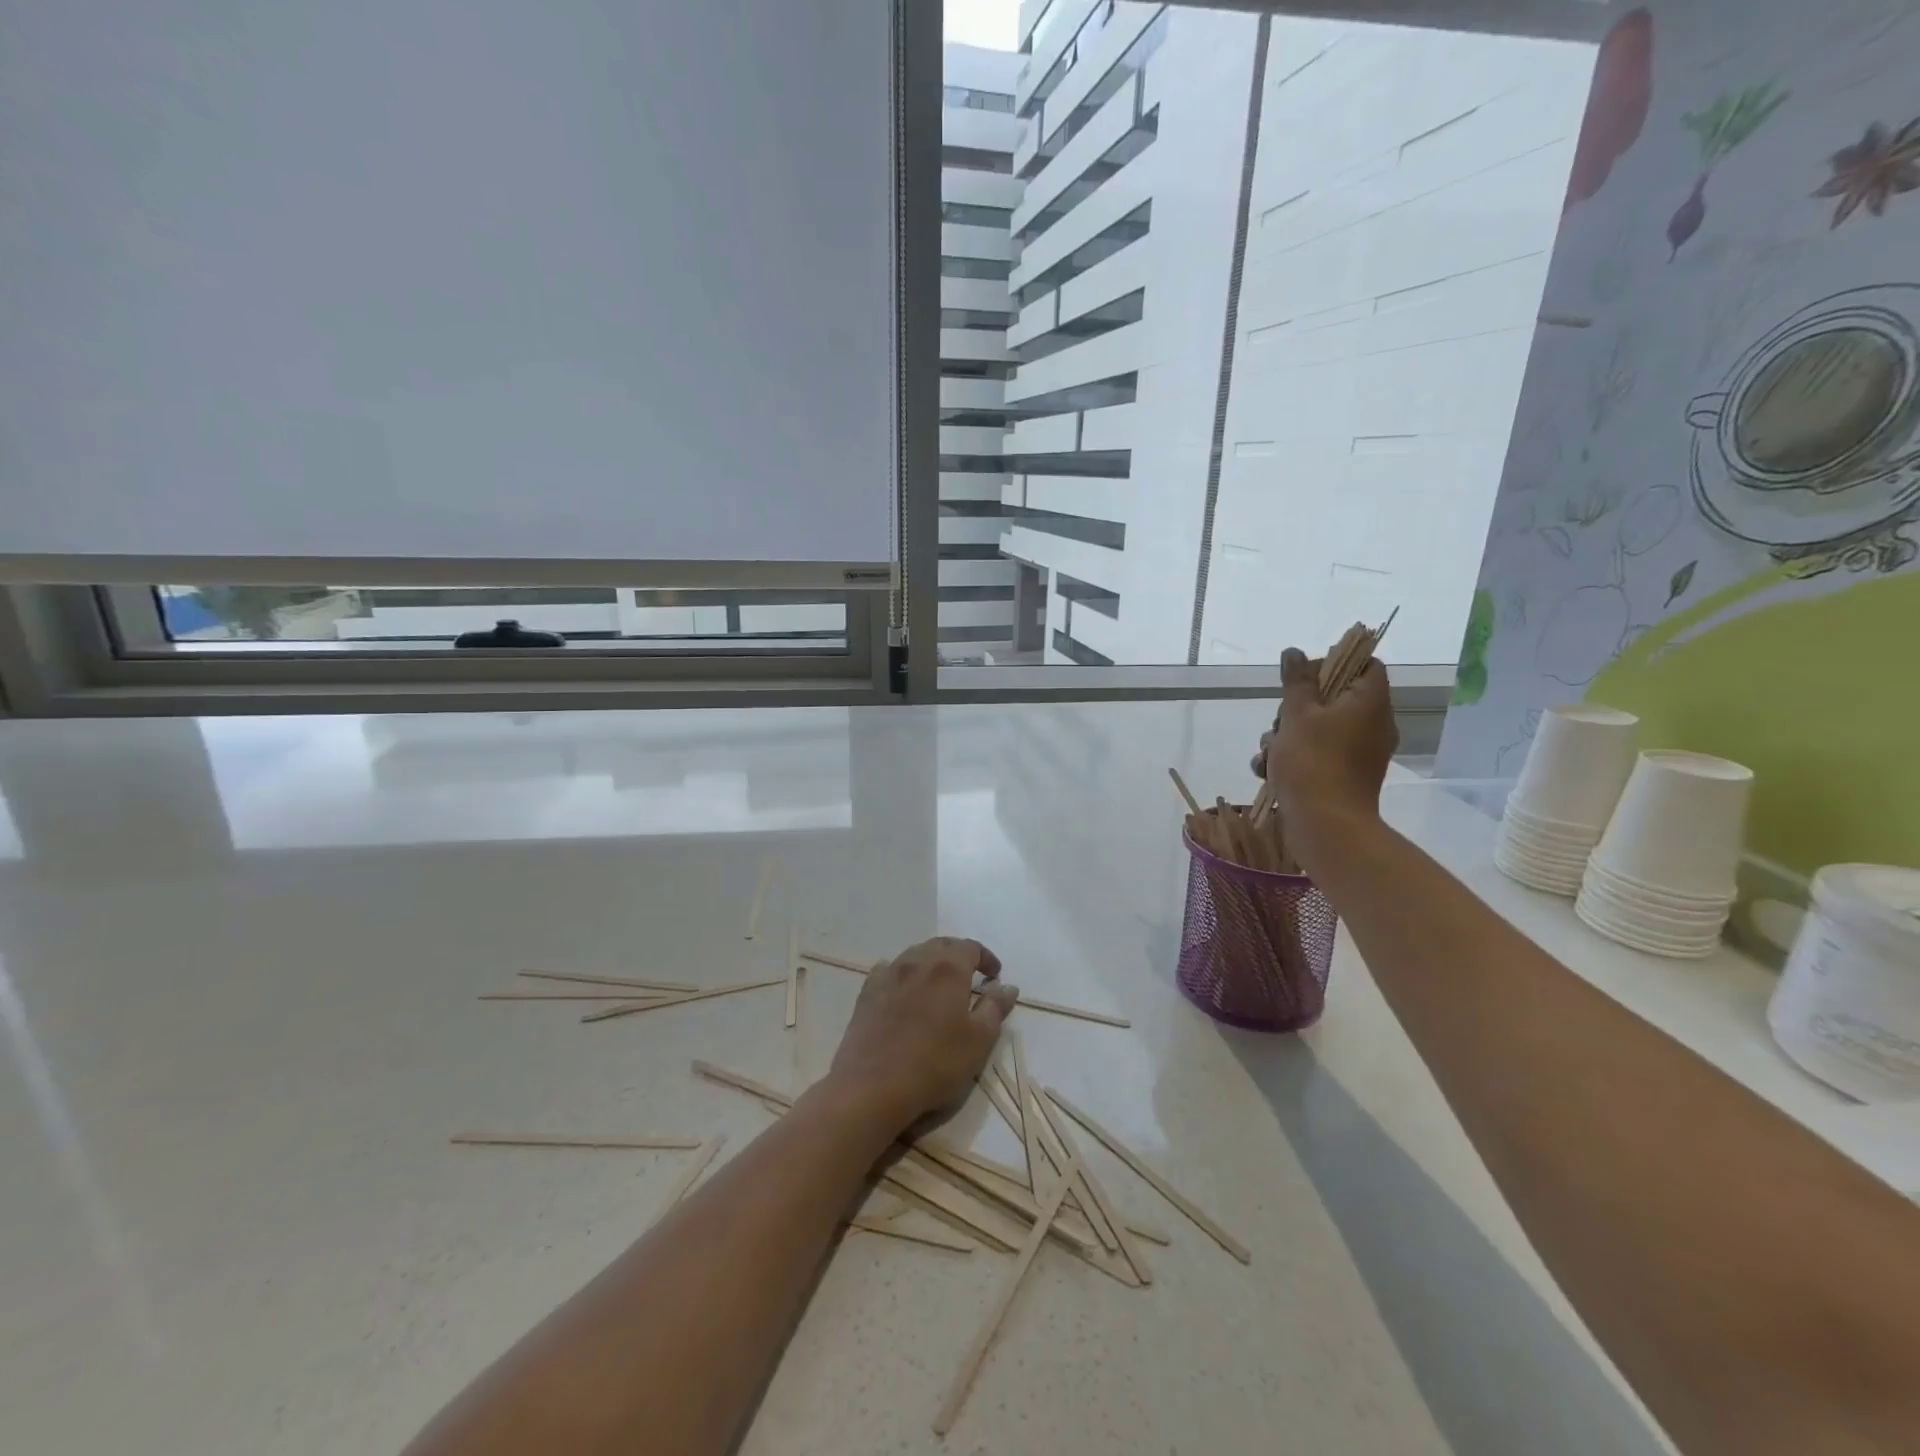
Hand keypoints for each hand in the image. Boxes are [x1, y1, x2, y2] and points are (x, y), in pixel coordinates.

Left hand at [826, 938, 1017, 1131]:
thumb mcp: (978, 1041)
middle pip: (942, 945)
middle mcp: (918, 961)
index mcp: (948, 969)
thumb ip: (995, 1009)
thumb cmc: (935, 1064)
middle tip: (971, 974)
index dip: (986, 957)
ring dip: (932, 961)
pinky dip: (902, 972)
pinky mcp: (867, 992)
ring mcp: (889, 974)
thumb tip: (1008, 986)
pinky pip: (888, 969)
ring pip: (915, 954)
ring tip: (939, 982)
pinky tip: (903, 988)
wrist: (873, 1086)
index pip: (971, 947)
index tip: (995, 975)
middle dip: (960, 954)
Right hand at [1254, 647, 1396, 837]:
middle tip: (1279, 721)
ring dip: (1286, 735)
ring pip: (1319, 728)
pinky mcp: (1345, 775)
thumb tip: (1295, 651)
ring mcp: (1360, 752)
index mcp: (1369, 702)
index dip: (1332, 663)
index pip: (1364, 665)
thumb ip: (1296, 680)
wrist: (1325, 825)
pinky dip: (1294, 758)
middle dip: (1296, 707)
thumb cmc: (1313, 762)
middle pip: (1334, 698)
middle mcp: (1372, 724)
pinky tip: (1267, 770)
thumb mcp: (1296, 714)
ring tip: (1267, 753)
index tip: (1302, 678)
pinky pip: (1319, 753)